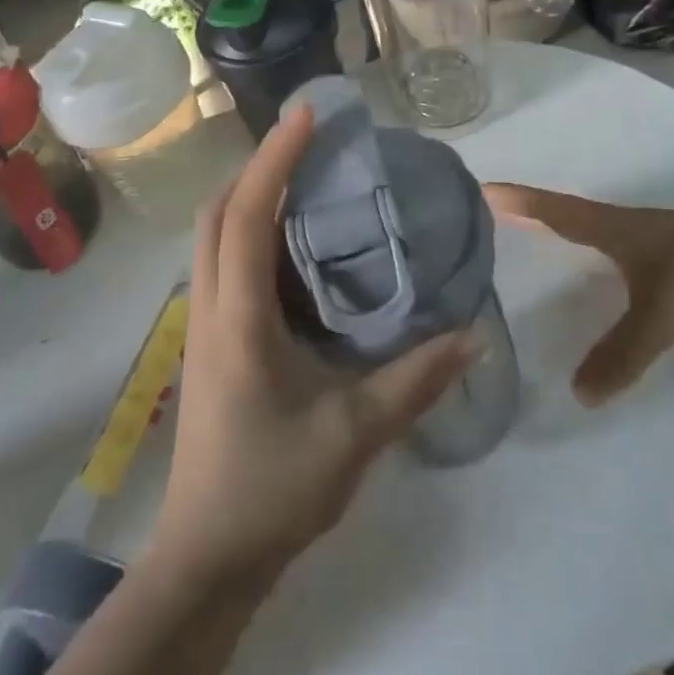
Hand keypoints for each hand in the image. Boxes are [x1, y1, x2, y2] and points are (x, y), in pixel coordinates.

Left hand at [153, 106, 474, 585]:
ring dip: (249, 193)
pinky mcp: (208, 338)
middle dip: (258, 164)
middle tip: (308, 141)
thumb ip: (414, 381)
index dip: (276, 157)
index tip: (308, 115)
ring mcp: (202, 322)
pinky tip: (290, 242)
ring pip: (213, 233)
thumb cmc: (272, 490)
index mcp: (238, 316)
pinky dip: (248, 229)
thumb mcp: (354, 436)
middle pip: (217, 210)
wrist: (206, 560)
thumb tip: (472, 333)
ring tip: (302, 176)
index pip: (248, 213)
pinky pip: (221, 260)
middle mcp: (209, 305)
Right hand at [481, 185, 673, 404]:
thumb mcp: (659, 316)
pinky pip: (625, 251)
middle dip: (535, 212)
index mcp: (613, 226)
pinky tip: (605, 273)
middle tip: (500, 212)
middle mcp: (629, 224)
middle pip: (570, 212)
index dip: (518, 201)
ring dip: (568, 229)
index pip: (553, 209)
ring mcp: (657, 238)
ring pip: (599, 230)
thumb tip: (577, 393)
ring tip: (542, 239)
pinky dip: (602, 254)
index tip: (483, 189)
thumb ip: (619, 354)